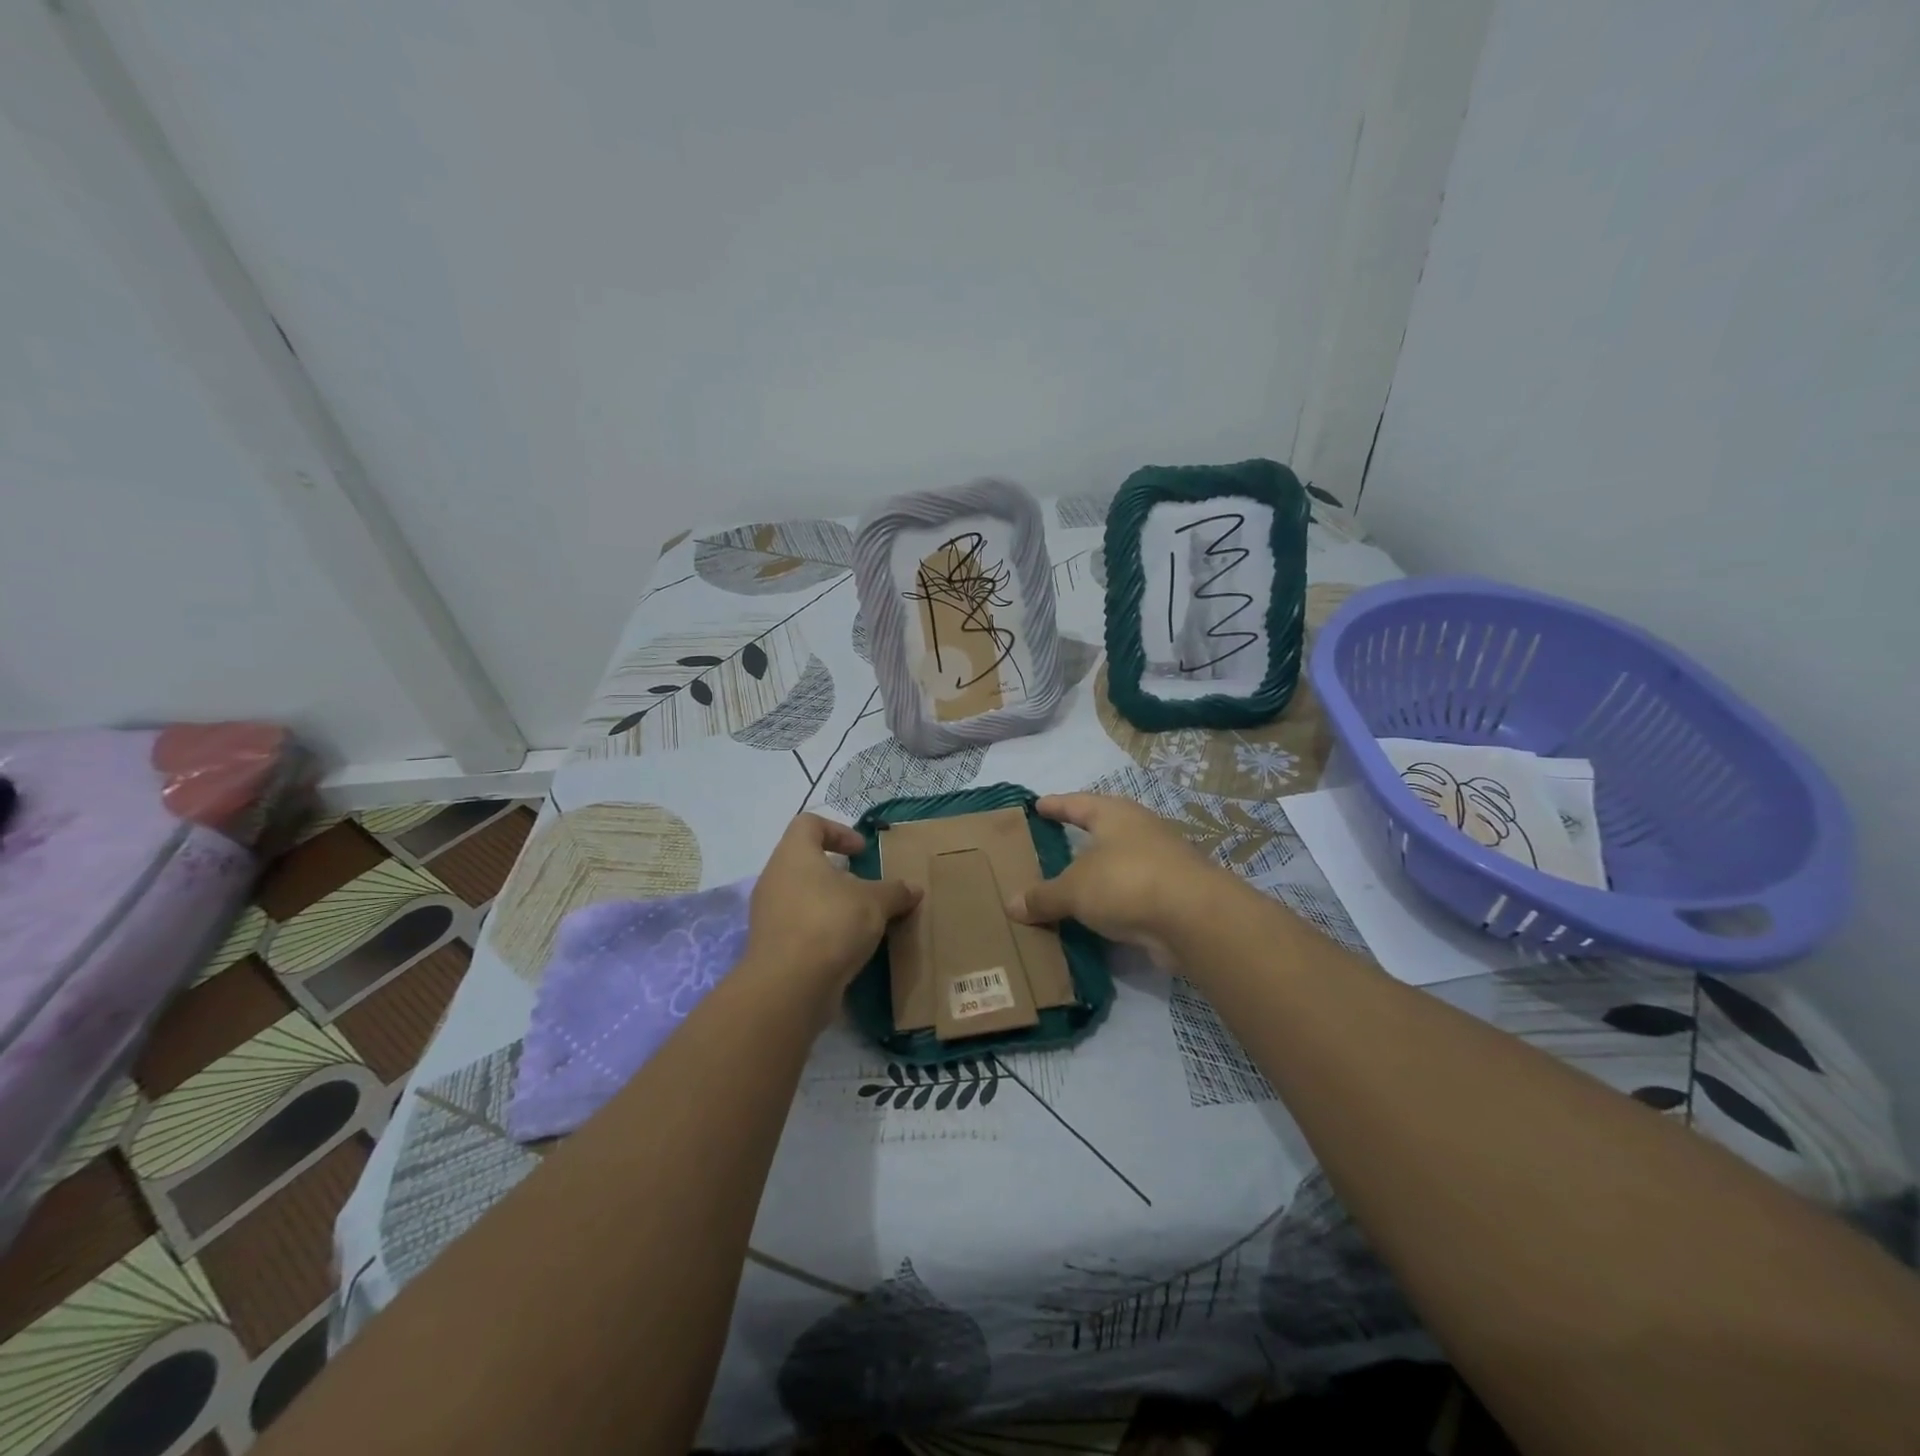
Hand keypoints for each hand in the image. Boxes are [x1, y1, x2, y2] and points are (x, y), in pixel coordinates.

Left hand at [744, 814, 920, 1001]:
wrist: (789, 987)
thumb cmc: (831, 924)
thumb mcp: (875, 903)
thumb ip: (895, 892)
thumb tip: (914, 889)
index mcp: (794, 854)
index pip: (809, 824)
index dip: (838, 831)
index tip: (862, 852)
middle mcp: (774, 878)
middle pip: (806, 862)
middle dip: (839, 874)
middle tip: (866, 889)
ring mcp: (768, 914)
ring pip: (803, 897)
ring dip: (832, 905)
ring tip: (862, 921)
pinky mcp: (771, 946)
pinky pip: (799, 927)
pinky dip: (822, 931)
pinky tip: (847, 948)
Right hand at [1006, 793, 1242, 964]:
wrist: (1195, 919)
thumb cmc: (1127, 882)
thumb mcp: (1074, 889)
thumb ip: (1043, 897)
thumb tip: (1011, 905)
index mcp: (1115, 815)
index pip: (1077, 803)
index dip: (1056, 805)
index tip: (1037, 805)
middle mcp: (1140, 831)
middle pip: (1103, 829)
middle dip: (1080, 836)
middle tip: (1053, 842)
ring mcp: (1161, 862)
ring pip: (1120, 862)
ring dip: (1098, 872)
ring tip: (1072, 882)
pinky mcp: (1173, 895)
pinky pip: (1132, 893)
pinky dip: (1114, 900)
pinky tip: (1098, 915)